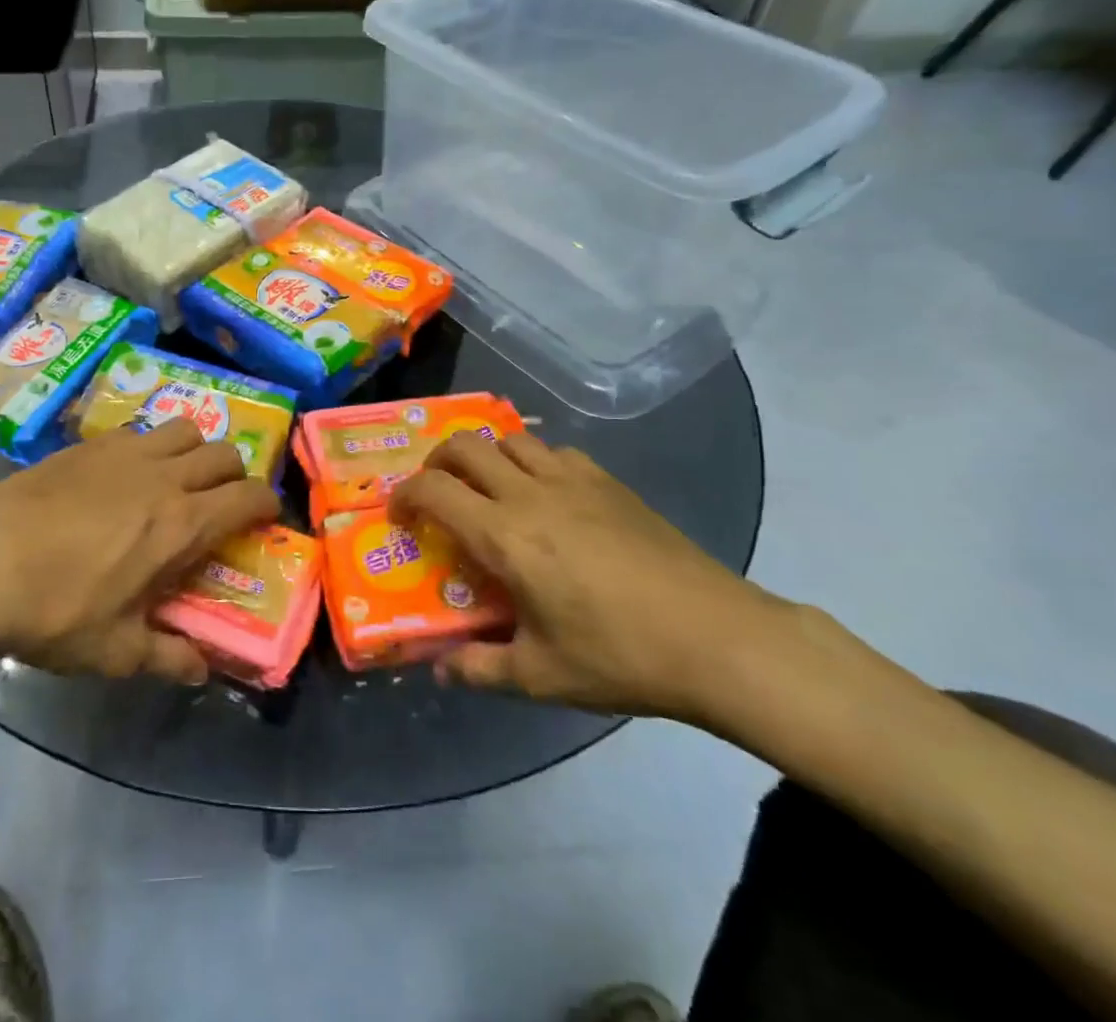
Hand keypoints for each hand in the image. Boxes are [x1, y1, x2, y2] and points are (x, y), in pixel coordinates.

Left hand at [0, 420, 278, 684]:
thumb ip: (166, 658)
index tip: (265, 518)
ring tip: (177, 477)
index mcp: (181, 524)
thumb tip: (201, 672)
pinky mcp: (89, 443)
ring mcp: (125, 452)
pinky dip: (149, 445)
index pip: (249, 496)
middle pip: (224, 452)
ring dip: (194, 449)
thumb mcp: (114, 650)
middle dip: (235, 474)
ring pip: (185, 428)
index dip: (267, 504)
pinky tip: (125, 473)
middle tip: (220, 502)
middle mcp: (164, 477)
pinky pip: (138, 429)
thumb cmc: (55, 611)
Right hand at [391, 432, 785, 719]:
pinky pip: (555, 452)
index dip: (405, 496)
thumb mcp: (540, 676)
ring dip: (485, 455)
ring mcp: (573, 481)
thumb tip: (439, 670)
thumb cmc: (620, 656)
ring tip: (487, 488)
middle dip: (436, 462)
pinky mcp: (609, 482)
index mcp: (504, 536)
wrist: (717, 637)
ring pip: (510, 439)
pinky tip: (546, 494)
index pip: (434, 491)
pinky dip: (534, 461)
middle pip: (465, 447)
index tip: (399, 516)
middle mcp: (530, 494)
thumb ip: (480, 668)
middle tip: (436, 493)